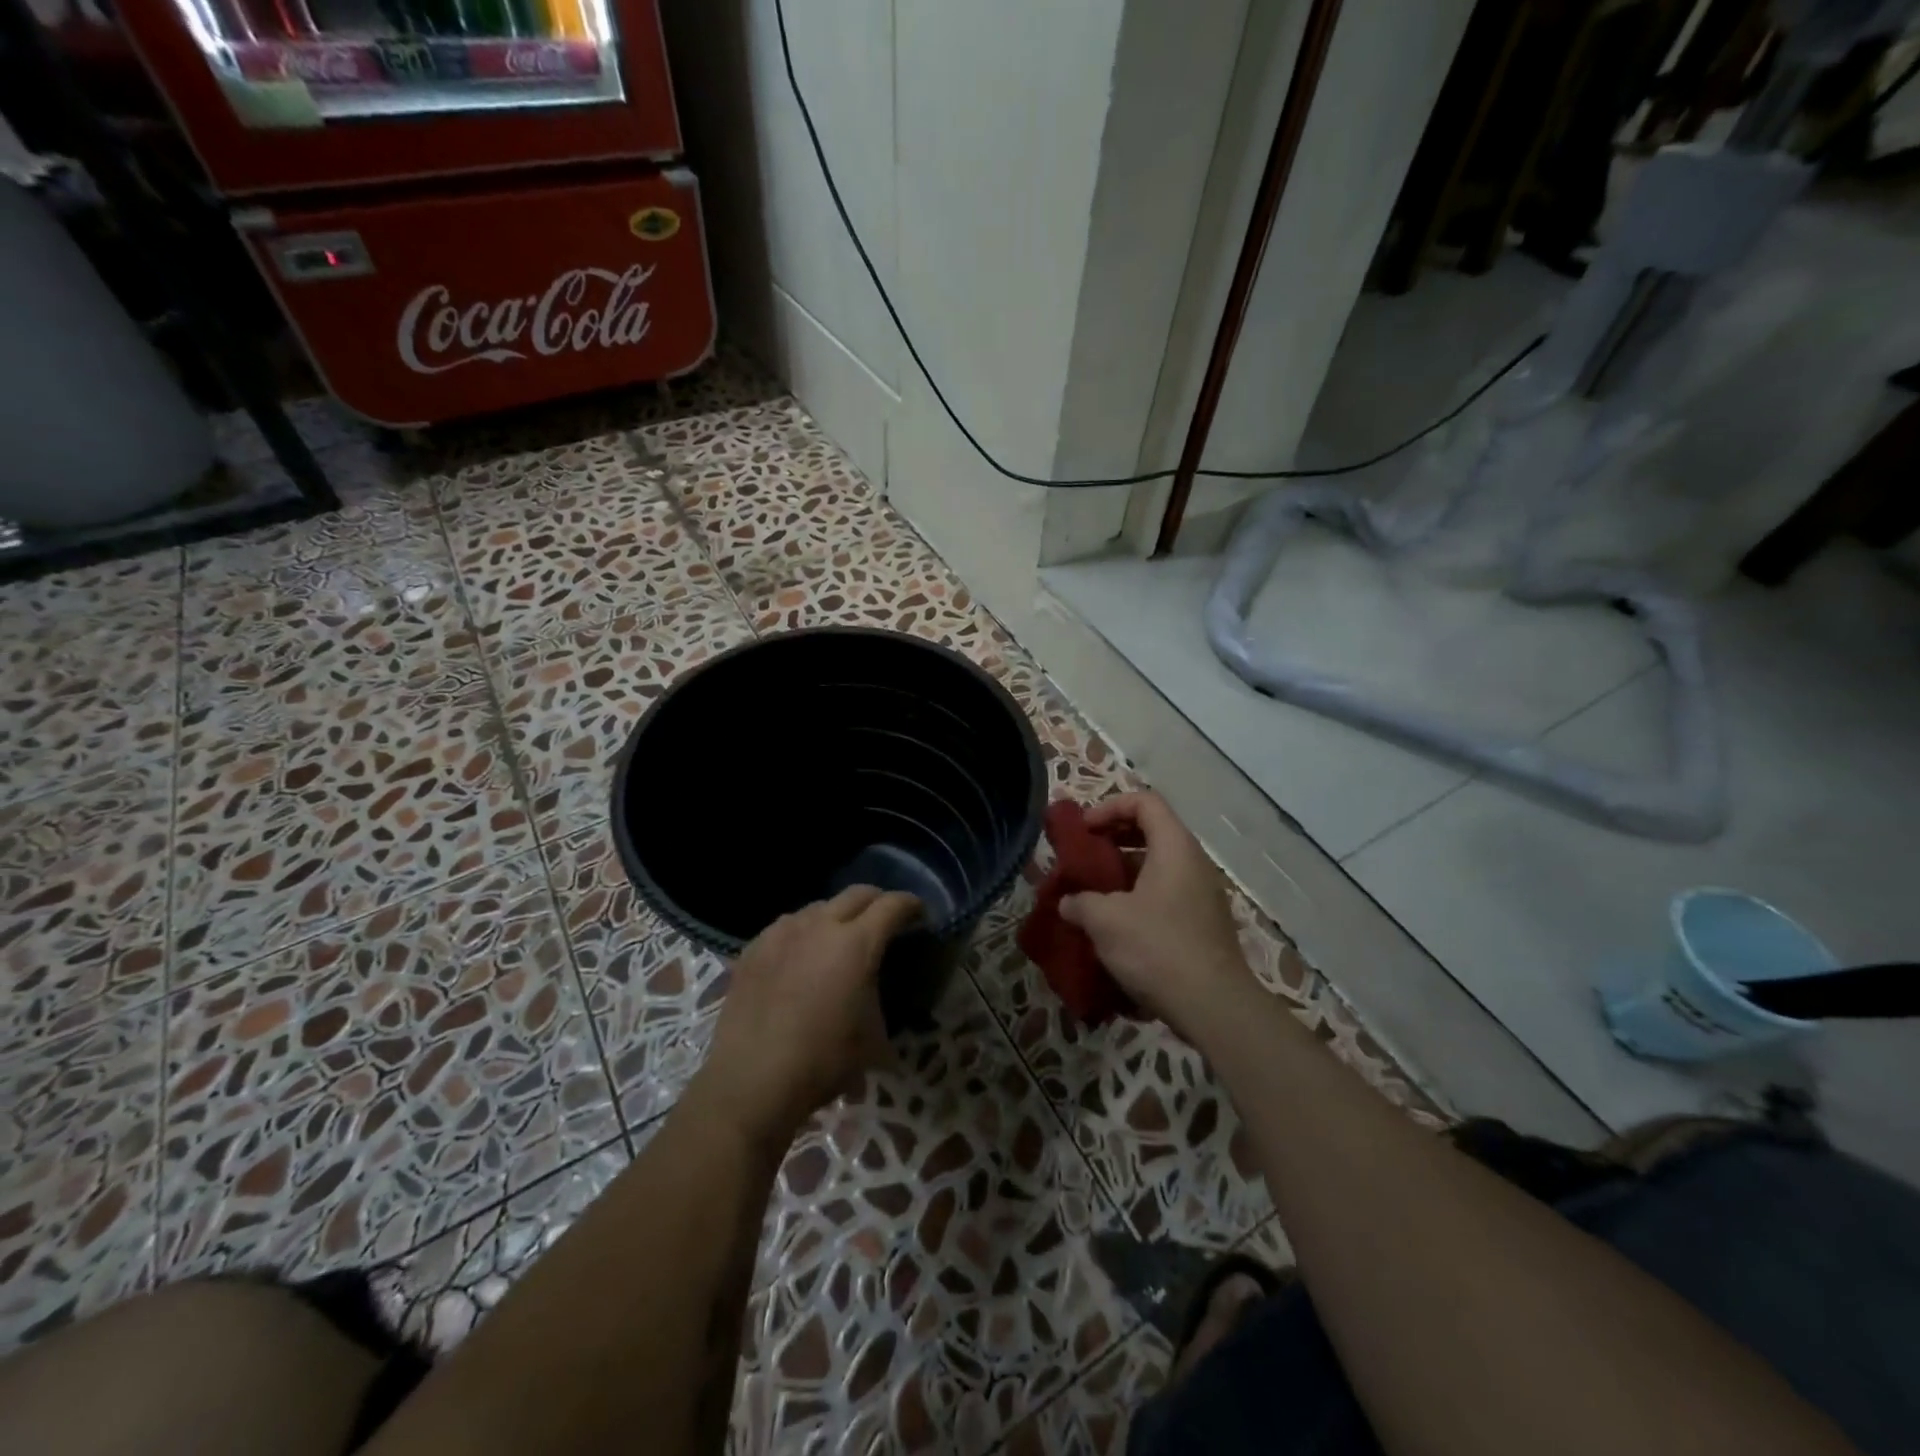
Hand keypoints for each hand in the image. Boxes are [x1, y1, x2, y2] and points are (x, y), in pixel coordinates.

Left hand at [694, 886, 921, 1144]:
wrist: (753, 1079)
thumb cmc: (823, 1060)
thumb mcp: (873, 1041)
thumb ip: (882, 1009)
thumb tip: (884, 1018)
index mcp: (857, 943)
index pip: (893, 905)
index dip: (911, 905)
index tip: (919, 913)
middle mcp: (821, 926)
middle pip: (856, 894)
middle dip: (876, 901)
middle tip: (884, 919)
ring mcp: (783, 932)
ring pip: (817, 908)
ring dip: (835, 917)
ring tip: (837, 939)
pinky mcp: (754, 948)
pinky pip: (786, 927)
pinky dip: (801, 934)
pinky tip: (798, 957)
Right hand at [1059, 792, 1251, 1040]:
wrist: (1213, 1006)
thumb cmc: (1157, 948)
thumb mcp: (1105, 920)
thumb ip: (1080, 902)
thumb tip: (1068, 903)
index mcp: (1175, 847)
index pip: (1145, 802)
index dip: (1110, 807)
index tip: (1083, 830)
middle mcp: (1194, 863)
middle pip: (1152, 831)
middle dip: (1113, 840)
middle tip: (1084, 858)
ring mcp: (1202, 895)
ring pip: (1158, 867)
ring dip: (1123, 874)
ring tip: (1092, 894)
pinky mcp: (1202, 925)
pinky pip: (1166, 896)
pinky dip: (1138, 898)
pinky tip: (1115, 927)